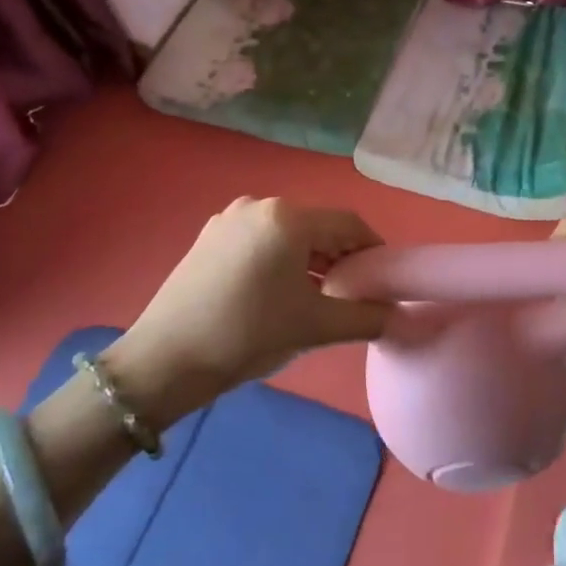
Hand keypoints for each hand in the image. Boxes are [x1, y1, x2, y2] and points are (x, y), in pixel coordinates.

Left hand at [117, 197, 388, 409]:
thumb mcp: (315, 327)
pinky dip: (280, 260)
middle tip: (352, 294)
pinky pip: (260, 241)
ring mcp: (228, 220)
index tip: (383, 281)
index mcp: (287, 217)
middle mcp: (258, 205)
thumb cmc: (248, 334)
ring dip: (310, 260)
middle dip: (340, 257)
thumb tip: (400, 316)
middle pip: (317, 226)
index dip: (373, 250)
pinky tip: (278, 294)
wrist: (164, 360)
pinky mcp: (208, 238)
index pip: (348, 224)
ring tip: (317, 298)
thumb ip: (366, 317)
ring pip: (287, 234)